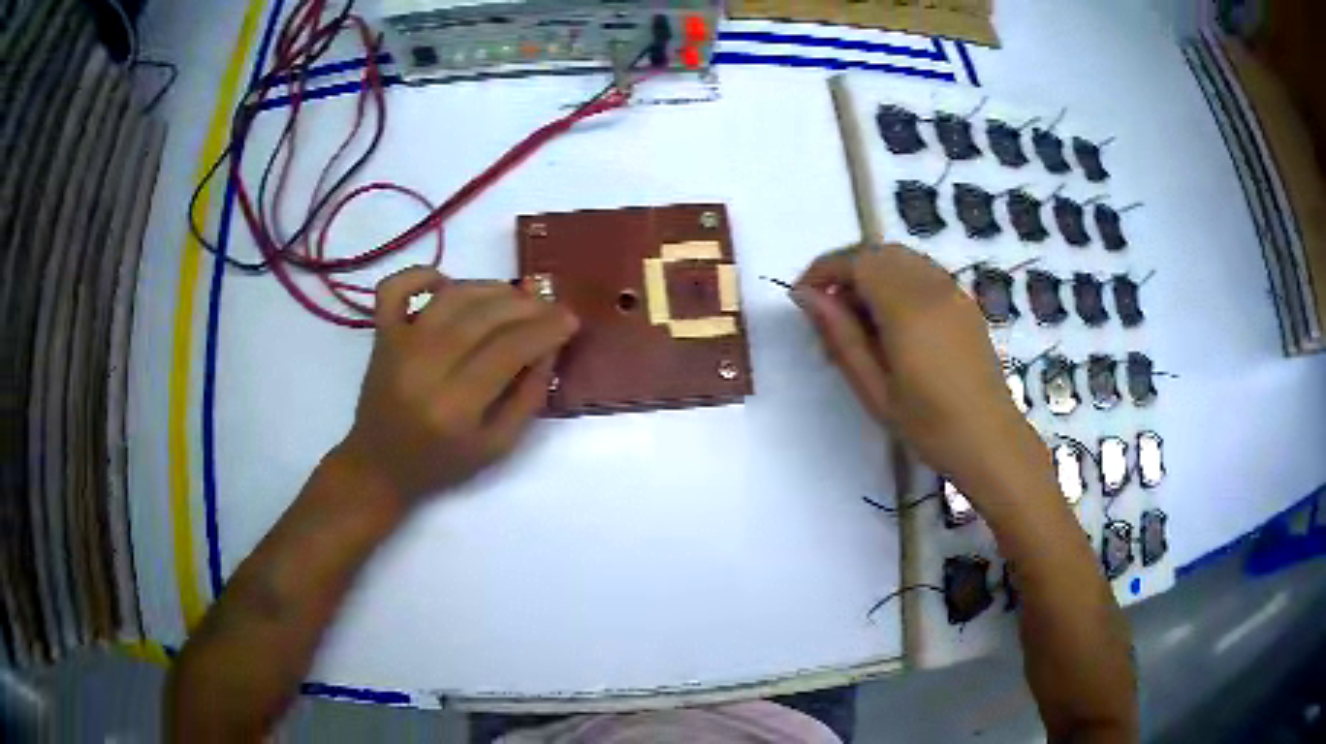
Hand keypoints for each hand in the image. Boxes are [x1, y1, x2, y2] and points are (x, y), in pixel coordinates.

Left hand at [333, 267, 578, 504]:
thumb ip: (528, 398)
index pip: (508, 350)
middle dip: (525, 306)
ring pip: (451, 296)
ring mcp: (397, 346)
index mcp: (455, 407)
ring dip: (490, 288)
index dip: (544, 329)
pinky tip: (447, 283)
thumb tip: (549, 348)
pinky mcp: (380, 335)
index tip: (569, 319)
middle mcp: (424, 369)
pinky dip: (422, 274)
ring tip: (515, 298)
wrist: (379, 466)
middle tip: (549, 306)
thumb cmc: (441, 464)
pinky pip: (395, 288)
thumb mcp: (497, 448)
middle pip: (482, 317)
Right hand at [793, 243, 1044, 490]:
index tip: (802, 297)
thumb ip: (840, 336)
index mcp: (908, 308)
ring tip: (857, 319)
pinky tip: (892, 322)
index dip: (824, 270)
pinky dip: (897, 281)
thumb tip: (807, 297)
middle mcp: (932, 287)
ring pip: (902, 259)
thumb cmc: (929, 425)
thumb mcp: (875, 389)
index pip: (858, 261)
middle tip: (827, 311)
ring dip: (872, 274)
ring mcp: (953, 291)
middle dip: (846, 269)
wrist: (991, 441)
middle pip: (879, 253)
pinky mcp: (965, 302)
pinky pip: (923, 272)